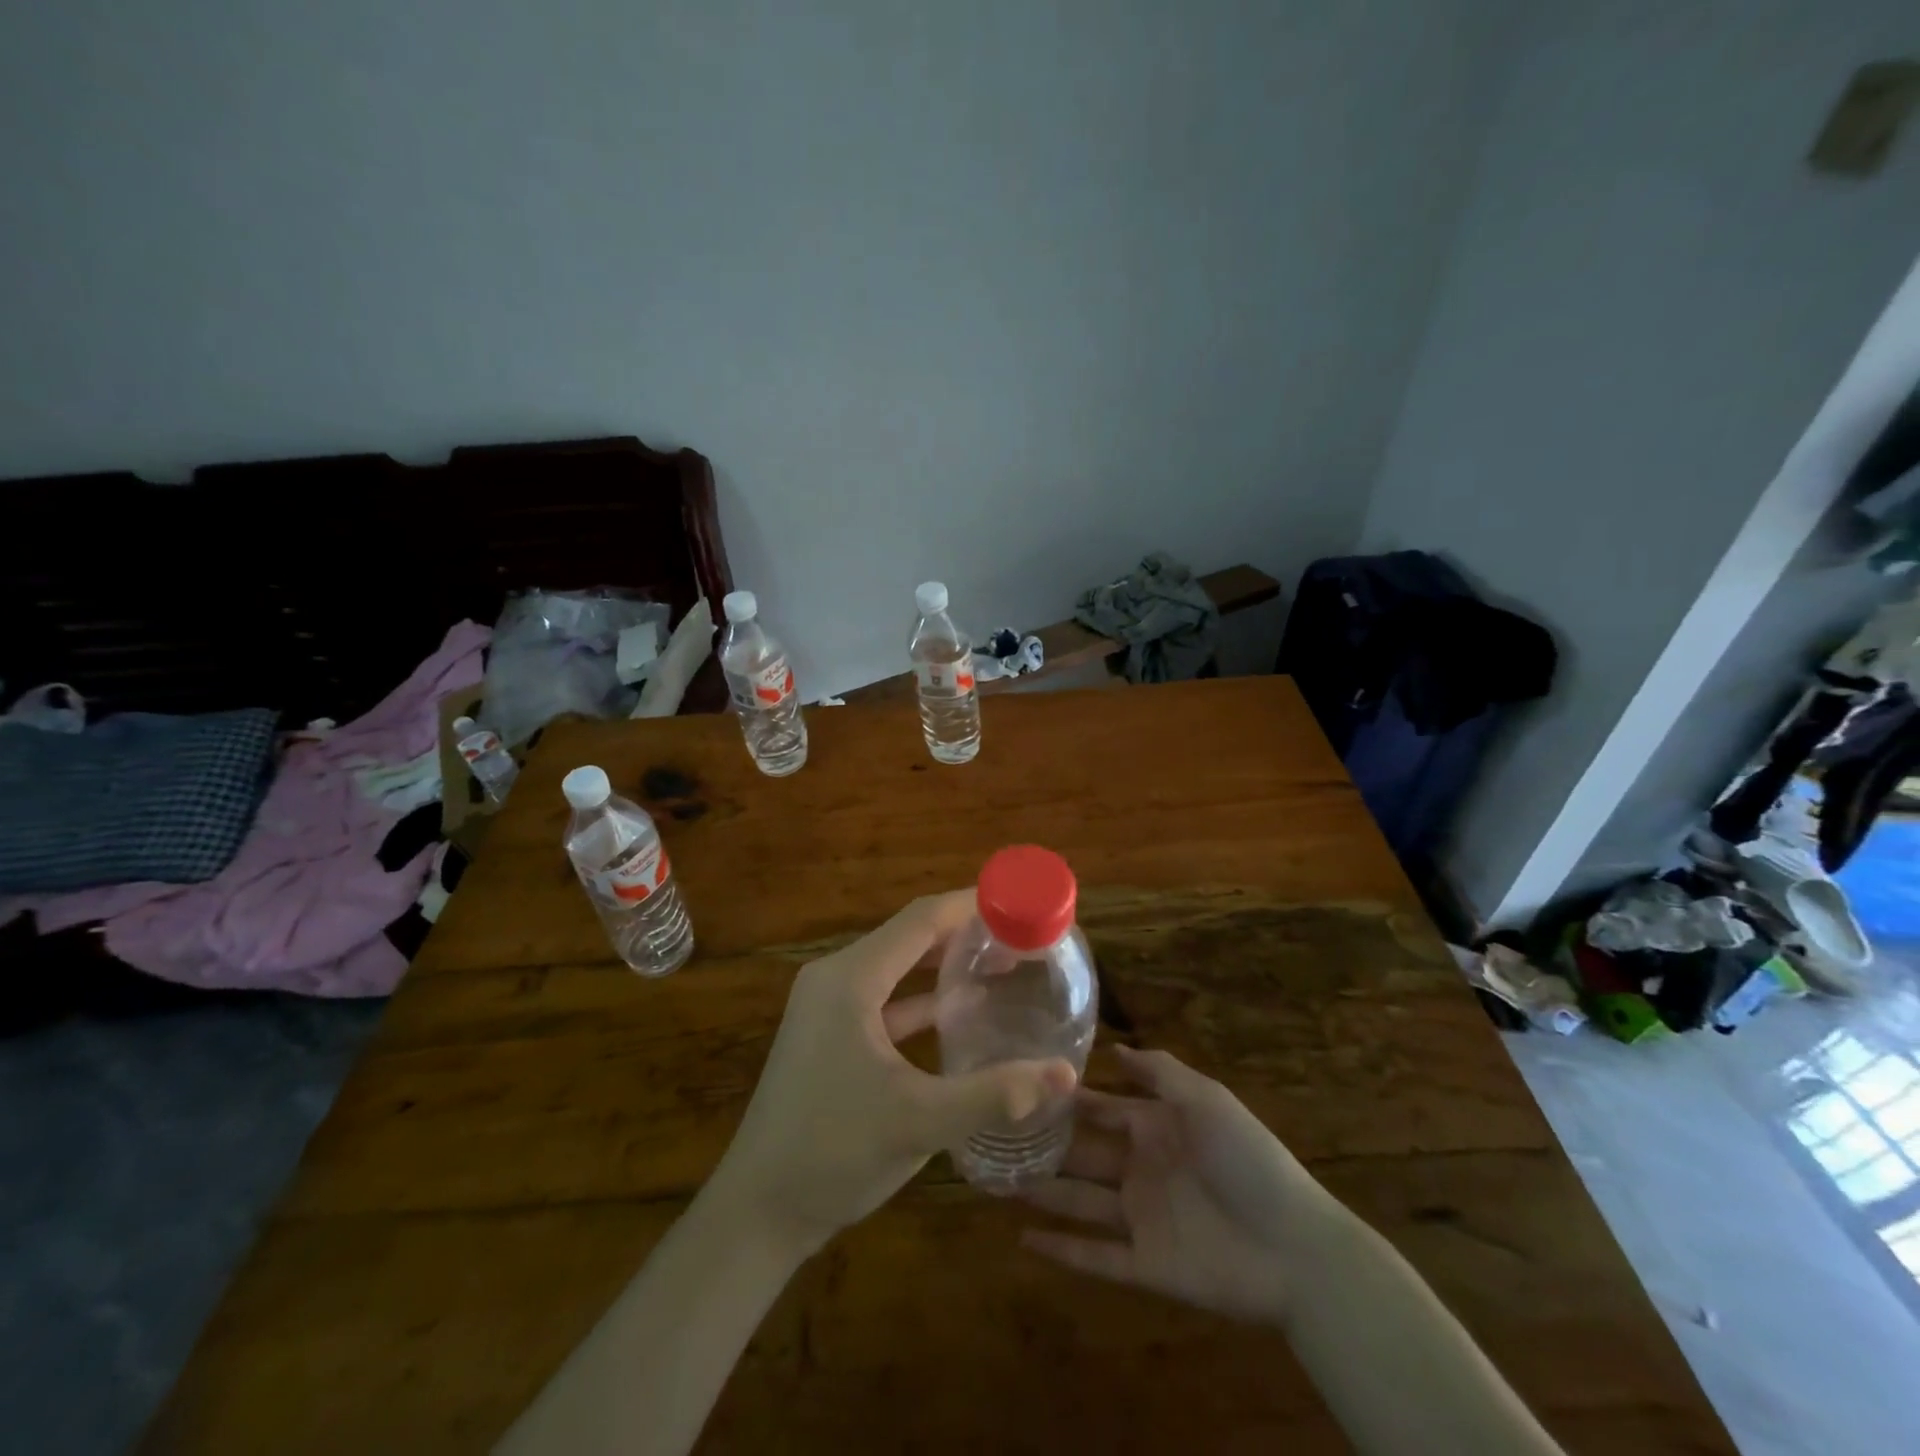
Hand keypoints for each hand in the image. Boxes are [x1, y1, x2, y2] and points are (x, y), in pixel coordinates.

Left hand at [706, 892, 1078, 1254]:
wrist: (759, 1211)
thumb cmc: (833, 1154)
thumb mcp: (921, 1121)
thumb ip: (995, 1093)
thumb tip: (1066, 1074)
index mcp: (850, 979)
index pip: (920, 919)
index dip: (971, 905)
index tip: (1018, 901)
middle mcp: (836, 978)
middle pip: (909, 936)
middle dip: (965, 932)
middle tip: (1021, 935)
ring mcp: (829, 1006)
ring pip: (898, 966)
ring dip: (945, 963)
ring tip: (1003, 963)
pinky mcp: (830, 1033)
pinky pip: (885, 998)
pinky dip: (923, 998)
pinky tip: (963, 1009)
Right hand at [1020, 1046, 1341, 1325]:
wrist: (1296, 1248)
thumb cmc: (1248, 1161)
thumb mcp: (1207, 1101)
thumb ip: (1161, 1073)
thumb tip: (1115, 1047)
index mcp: (1157, 1128)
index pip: (1103, 1108)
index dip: (1068, 1100)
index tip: (1024, 1085)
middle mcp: (1142, 1168)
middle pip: (1083, 1154)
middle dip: (1045, 1145)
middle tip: (995, 1135)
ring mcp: (1142, 1218)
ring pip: (1080, 1201)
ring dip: (1042, 1193)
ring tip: (995, 1181)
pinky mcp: (1145, 1265)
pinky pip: (1096, 1256)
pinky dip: (1061, 1250)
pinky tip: (1022, 1241)